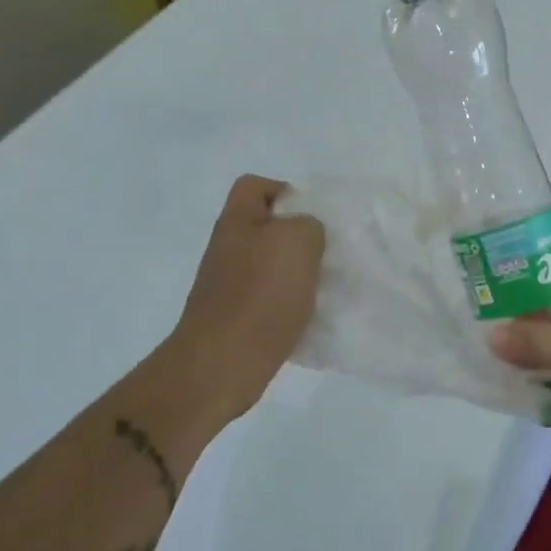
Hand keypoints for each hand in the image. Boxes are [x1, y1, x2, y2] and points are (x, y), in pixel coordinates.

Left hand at [163, 175, 324, 424]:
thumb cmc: (260, 294)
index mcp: (236, 221)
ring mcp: (230, 285)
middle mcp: (229, 248)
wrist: (222, 364)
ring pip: (274, 267)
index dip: (286, 192)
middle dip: (300, 240)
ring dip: (301, 276)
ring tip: (325, 288)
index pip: (256, 186)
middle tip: (328, 255)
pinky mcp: (238, 318)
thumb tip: (307, 235)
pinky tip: (312, 318)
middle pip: (268, 229)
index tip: (315, 218)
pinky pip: (272, 301)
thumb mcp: (298, 241)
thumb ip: (309, 224)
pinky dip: (293, 307)